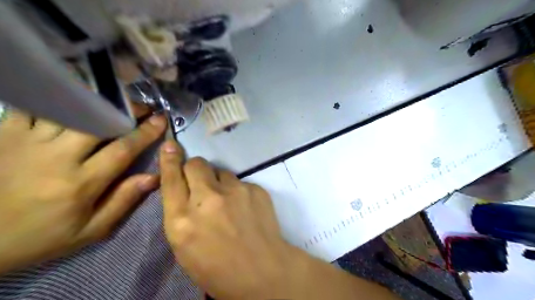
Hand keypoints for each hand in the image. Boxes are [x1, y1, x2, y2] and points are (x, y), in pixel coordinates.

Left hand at [0, 105, 165, 273]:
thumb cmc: (39, 236)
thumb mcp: (89, 230)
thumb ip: (123, 201)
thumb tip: (154, 177)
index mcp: (81, 183)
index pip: (123, 150)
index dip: (145, 132)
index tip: (161, 120)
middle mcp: (57, 157)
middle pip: (98, 123)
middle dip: (126, 111)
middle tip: (142, 107)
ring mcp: (27, 142)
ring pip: (70, 111)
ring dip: (98, 103)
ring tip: (114, 102)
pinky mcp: (3, 134)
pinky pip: (36, 107)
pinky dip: (59, 100)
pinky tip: (75, 102)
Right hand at [160, 140, 298, 299]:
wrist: (262, 271)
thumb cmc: (218, 269)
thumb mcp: (185, 247)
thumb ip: (180, 214)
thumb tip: (184, 189)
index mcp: (182, 220)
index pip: (171, 179)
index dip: (169, 160)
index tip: (170, 145)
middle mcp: (207, 199)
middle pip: (196, 164)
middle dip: (195, 169)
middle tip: (202, 183)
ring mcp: (235, 191)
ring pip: (221, 171)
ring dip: (219, 182)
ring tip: (228, 202)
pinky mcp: (255, 189)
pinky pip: (241, 182)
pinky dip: (239, 191)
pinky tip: (246, 208)